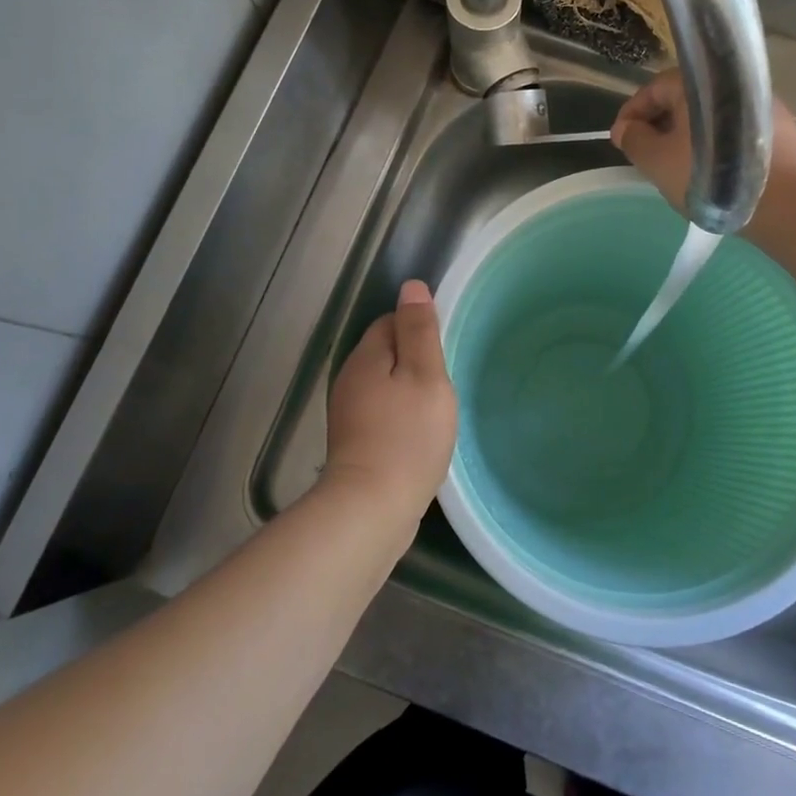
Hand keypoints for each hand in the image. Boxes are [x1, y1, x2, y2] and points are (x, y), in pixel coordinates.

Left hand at [323, 280, 457, 524]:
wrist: (371, 509)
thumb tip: (411, 287)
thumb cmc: (407, 436)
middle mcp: (350, 380)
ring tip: (436, 410)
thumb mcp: (425, 376)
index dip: (418, 328)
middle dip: (414, 361)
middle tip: (445, 383)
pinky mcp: (355, 444)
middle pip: (385, 353)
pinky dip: (401, 416)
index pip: (390, 322)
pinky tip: (419, 435)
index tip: (443, 350)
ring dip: (409, 390)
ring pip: (385, 385)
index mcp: (366, 357)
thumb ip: (420, 331)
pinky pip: (382, 413)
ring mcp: (349, 414)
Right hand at [611, 69, 795, 219]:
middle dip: (659, 125)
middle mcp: (729, 83)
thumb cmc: (711, 177)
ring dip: (688, 136)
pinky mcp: (777, 128)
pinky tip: (711, 172)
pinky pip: (733, 130)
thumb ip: (634, 139)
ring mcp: (758, 104)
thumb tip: (625, 128)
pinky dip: (715, 145)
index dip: (631, 115)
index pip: (652, 90)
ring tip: (678, 166)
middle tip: (647, 155)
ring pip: (709, 116)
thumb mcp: (656, 161)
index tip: (621, 141)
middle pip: (682, 99)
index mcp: (696, 83)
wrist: (788, 201)